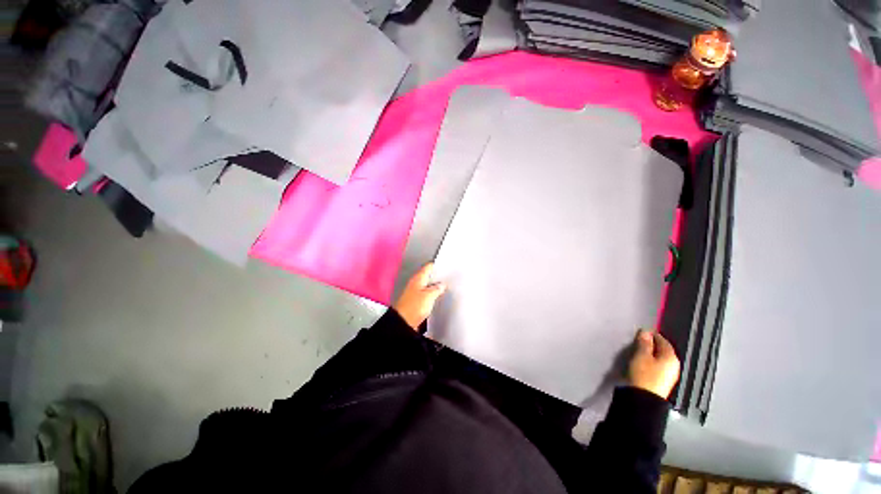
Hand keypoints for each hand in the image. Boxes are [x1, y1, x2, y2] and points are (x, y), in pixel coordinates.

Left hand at [393, 263, 446, 330]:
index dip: (437, 266)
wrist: (403, 322)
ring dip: (434, 286)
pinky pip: (425, 294)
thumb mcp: (429, 296)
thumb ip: (437, 288)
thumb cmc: (413, 307)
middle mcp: (415, 283)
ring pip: (426, 285)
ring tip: (444, 287)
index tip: (445, 267)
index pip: (428, 267)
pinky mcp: (415, 301)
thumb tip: (442, 285)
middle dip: (437, 276)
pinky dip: (431, 294)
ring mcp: (414, 292)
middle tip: (447, 277)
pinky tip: (436, 298)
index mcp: (418, 278)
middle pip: (427, 276)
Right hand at [628, 329, 680, 398]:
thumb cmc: (643, 374)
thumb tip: (646, 332)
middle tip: (639, 341)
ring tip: (639, 352)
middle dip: (652, 345)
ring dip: (652, 354)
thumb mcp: (641, 355)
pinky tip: (644, 363)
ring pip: (661, 358)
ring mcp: (670, 375)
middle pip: (663, 350)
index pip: (663, 340)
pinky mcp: (664, 381)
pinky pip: (659, 366)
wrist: (644, 399)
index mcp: (671, 357)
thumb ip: (644, 343)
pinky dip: (652, 362)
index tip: (641, 333)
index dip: (652, 335)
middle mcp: (674, 365)